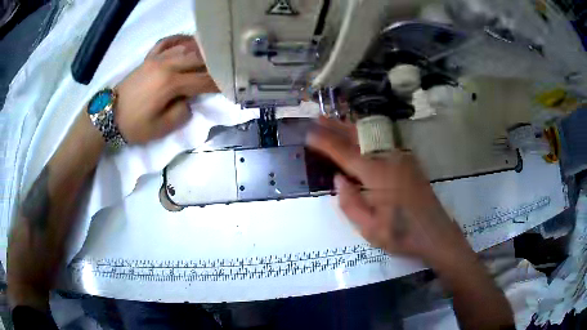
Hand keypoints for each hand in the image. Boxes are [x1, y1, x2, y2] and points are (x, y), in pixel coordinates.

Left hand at [114, 35, 218, 143]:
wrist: (109, 115)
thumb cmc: (134, 125)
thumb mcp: (160, 129)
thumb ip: (181, 114)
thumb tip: (189, 100)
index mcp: (170, 84)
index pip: (202, 80)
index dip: (218, 83)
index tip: (230, 85)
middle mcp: (166, 65)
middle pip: (198, 59)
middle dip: (215, 64)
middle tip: (225, 69)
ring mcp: (156, 58)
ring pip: (185, 47)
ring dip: (202, 50)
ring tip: (213, 55)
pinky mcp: (148, 58)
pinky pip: (167, 42)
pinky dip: (180, 39)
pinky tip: (187, 42)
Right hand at [307, 117, 468, 263]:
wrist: (435, 233)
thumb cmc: (401, 235)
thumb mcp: (369, 229)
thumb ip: (349, 203)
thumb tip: (338, 178)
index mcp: (377, 175)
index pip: (344, 153)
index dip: (325, 142)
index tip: (309, 133)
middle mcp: (389, 159)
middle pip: (358, 137)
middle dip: (336, 126)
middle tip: (318, 118)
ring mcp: (401, 158)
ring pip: (371, 136)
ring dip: (351, 127)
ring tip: (334, 121)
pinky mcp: (408, 162)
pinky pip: (382, 142)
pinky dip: (366, 135)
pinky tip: (361, 136)